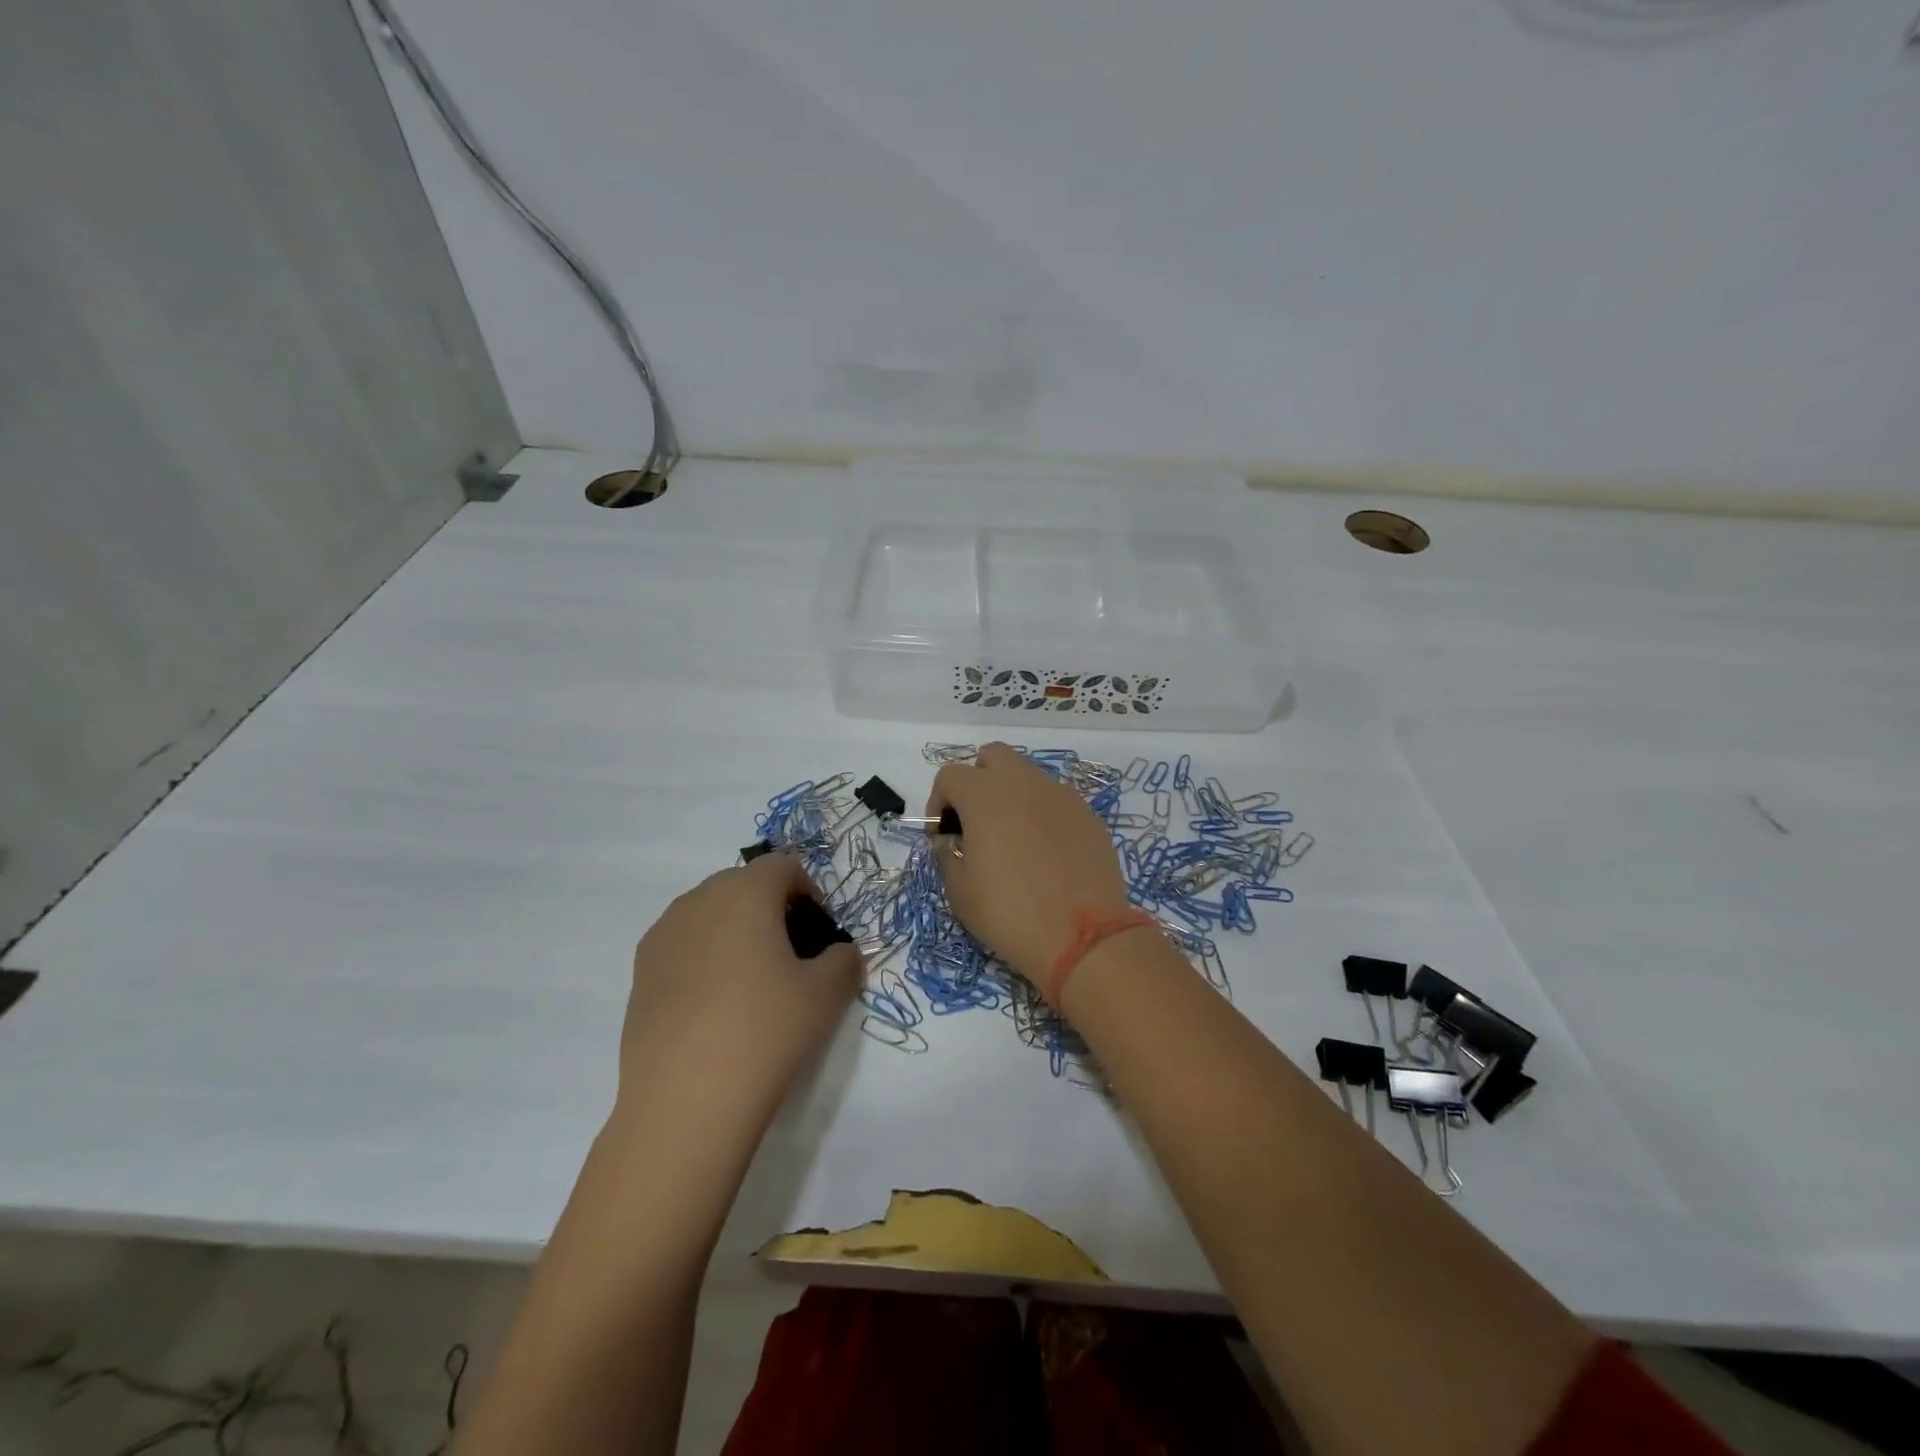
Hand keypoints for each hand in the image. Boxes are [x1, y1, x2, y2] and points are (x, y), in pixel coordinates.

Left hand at [617, 854, 861, 1107]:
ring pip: (708, 911)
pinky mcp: (640, 973)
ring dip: (734, 928)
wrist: (685, 1102)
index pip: (782, 865)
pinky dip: (704, 955)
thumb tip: (841, 953)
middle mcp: (698, 901)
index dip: (808, 889)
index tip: (819, 931)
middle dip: (770, 906)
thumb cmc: (766, 1031)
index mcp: (745, 893)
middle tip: (790, 953)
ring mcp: (662, 936)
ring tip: (751, 979)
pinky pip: (682, 943)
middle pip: (742, 883)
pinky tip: (715, 1003)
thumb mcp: (826, 995)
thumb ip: (844, 960)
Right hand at [928, 743, 1131, 984]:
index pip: (950, 775)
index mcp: (985, 795)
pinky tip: (1045, 853)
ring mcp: (1061, 795)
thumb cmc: (1009, 912)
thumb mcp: (959, 891)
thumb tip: (951, 840)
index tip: (943, 838)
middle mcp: (1024, 782)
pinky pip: (1055, 800)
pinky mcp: (1087, 814)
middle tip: (976, 823)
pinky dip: (1041, 814)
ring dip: (1011, 796)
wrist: (1082, 937)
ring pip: (1027, 776)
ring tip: (1012, 839)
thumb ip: (946, 854)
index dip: (938, 803)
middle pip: (992, 757)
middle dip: (977, 781)